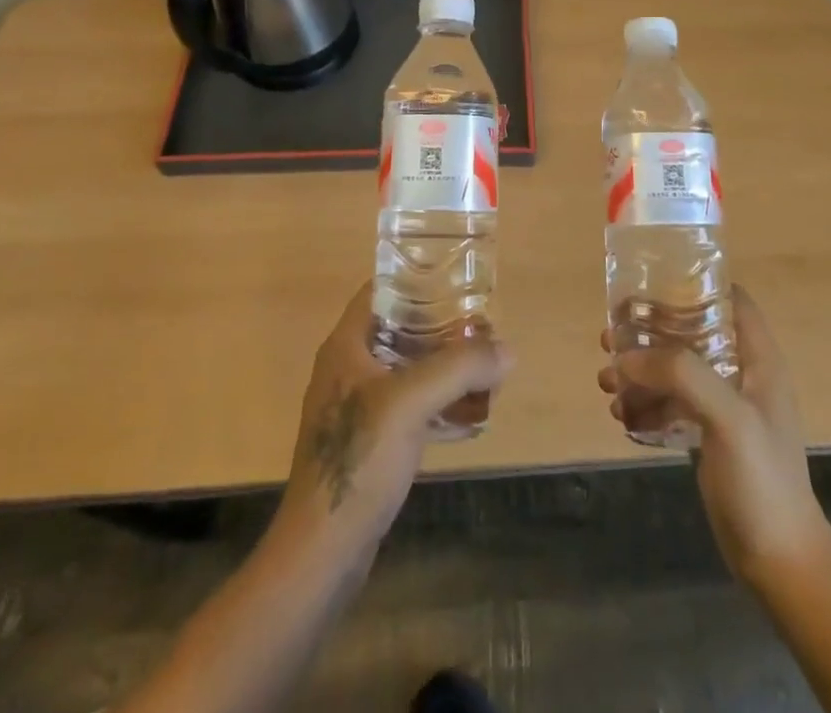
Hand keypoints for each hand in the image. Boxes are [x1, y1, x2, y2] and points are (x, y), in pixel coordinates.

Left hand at [277, 282, 512, 561]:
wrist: (322, 551)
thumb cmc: (359, 460)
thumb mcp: (412, 402)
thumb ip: (460, 368)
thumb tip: (507, 350)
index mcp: (346, 346)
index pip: (381, 290)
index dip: (417, 278)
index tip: (458, 280)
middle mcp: (349, 368)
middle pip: (400, 329)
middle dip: (442, 326)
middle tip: (483, 326)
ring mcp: (357, 407)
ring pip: (408, 368)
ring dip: (444, 365)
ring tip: (484, 365)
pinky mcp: (370, 441)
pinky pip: (410, 405)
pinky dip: (439, 402)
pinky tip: (471, 413)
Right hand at [598, 285, 830, 587]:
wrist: (779, 564)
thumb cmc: (762, 481)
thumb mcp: (728, 417)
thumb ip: (682, 374)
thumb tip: (626, 354)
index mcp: (758, 358)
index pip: (730, 299)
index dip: (693, 285)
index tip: (650, 285)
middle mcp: (742, 373)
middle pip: (692, 332)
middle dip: (650, 333)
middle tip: (610, 338)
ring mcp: (726, 406)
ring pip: (676, 369)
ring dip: (641, 371)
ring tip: (606, 382)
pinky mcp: (710, 435)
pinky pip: (672, 404)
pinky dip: (647, 404)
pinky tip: (623, 417)